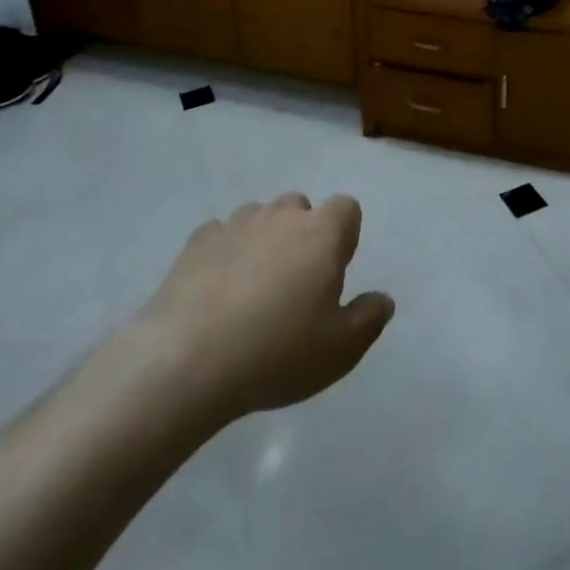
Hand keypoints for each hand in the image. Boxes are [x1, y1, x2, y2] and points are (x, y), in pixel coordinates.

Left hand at [132, 194, 394, 424]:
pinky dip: (225, 252)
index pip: (346, 208)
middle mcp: (282, 216)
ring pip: (260, 216)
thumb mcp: (340, 350)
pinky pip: (221, 234)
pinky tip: (216, 290)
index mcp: (322, 233)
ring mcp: (236, 224)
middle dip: (302, 234)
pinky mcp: (197, 241)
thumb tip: (383, 299)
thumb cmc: (276, 352)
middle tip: (294, 284)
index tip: (334, 272)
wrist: (186, 361)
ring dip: (263, 239)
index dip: (345, 235)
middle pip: (300, 207)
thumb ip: (369, 319)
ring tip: (252, 288)